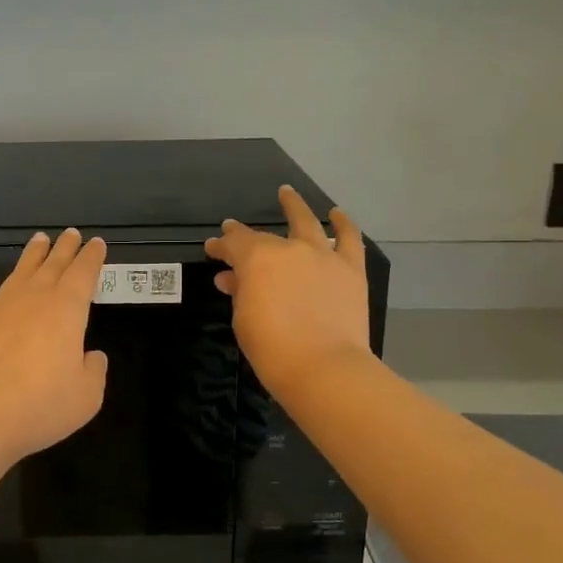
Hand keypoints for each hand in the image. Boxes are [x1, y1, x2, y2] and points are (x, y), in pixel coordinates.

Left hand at [0, 228, 109, 471]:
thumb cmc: (39, 407)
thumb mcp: (86, 397)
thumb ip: (93, 371)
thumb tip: (91, 356)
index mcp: (66, 311)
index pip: (84, 274)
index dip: (92, 257)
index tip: (96, 243)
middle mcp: (32, 299)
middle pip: (52, 266)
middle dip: (64, 249)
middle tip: (71, 234)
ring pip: (18, 272)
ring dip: (30, 255)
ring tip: (39, 240)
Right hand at [204, 186, 373, 402]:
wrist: (325, 368)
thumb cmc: (273, 349)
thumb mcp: (243, 320)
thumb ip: (239, 293)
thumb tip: (232, 278)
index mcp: (257, 259)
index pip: (233, 244)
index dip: (220, 246)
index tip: (212, 250)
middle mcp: (290, 249)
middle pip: (264, 236)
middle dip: (245, 235)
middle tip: (235, 232)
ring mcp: (323, 256)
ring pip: (307, 222)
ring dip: (295, 206)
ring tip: (288, 194)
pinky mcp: (350, 270)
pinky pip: (349, 239)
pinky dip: (343, 224)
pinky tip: (336, 214)